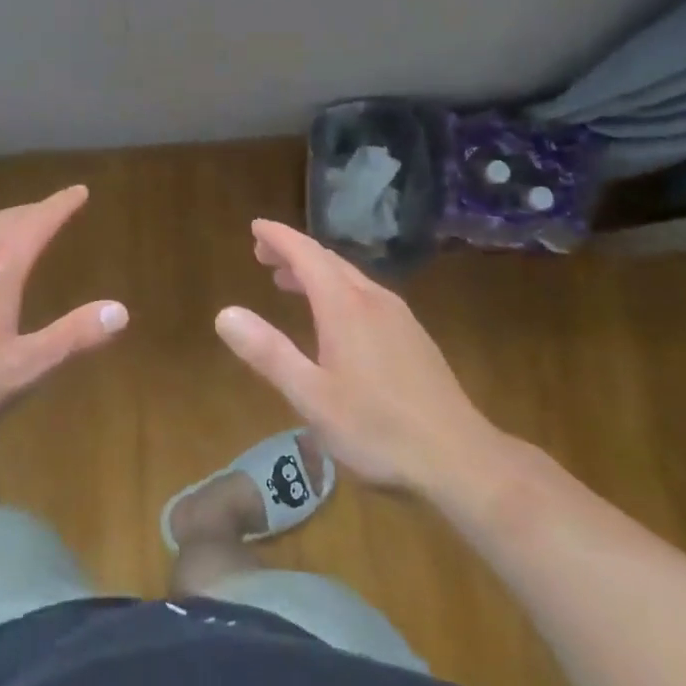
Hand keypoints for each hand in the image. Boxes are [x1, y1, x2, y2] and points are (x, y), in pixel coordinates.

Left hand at [0, 185, 127, 441]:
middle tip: (55, 207)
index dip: (61, 205)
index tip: (80, 191)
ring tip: (22, 229)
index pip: (37, 223)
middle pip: (6, 220)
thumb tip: (121, 310)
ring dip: (7, 224)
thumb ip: (73, 337)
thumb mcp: (23, 368)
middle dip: (35, 210)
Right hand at [215, 219, 495, 494]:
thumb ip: (268, 353)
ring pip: (350, 278)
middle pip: (328, 261)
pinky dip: (338, 290)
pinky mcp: (413, 337)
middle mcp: (373, 300)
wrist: (460, 458)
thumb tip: (225, 314)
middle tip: (262, 254)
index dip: (279, 237)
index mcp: (345, 306)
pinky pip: (366, 295)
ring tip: (288, 281)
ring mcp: (398, 317)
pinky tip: (334, 318)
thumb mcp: (311, 396)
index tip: (255, 227)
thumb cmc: (378, 429)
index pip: (306, 254)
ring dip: (316, 272)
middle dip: (293, 252)